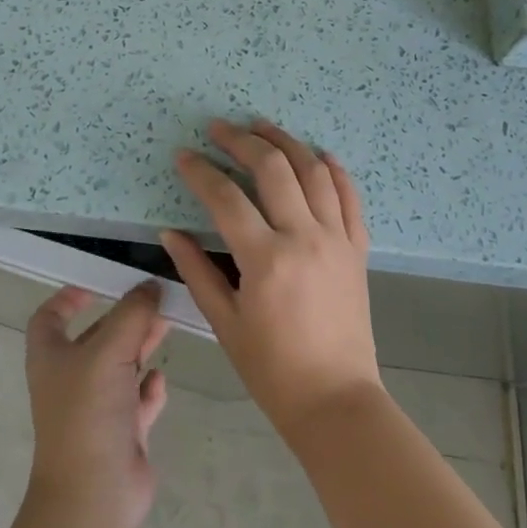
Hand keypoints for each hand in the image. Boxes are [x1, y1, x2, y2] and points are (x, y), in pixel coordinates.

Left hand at [24, 282, 170, 527]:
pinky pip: (136, 402)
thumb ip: (133, 314)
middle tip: (156, 301)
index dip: (69, 297)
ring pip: (120, 367)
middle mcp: (70, 379)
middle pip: (96, 337)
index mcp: (51, 357)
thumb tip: (151, 285)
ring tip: (167, 328)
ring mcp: (95, 409)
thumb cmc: (89, 413)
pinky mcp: (119, 434)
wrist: (94, 496)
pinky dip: (148, 389)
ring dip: (141, 347)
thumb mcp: (109, 351)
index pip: (51, 317)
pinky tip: (158, 381)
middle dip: (124, 319)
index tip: (99, 284)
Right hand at [161, 119, 382, 440]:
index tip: (183, 156)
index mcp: (266, 259)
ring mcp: (337, 240)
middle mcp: (304, 238)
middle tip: (220, 128)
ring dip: (287, 142)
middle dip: (243, 141)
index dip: (201, 172)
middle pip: (273, 169)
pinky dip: (335, 170)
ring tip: (262, 126)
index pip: (226, 197)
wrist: (336, 400)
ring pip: (314, 172)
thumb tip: (169, 233)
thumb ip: (196, 271)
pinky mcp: (357, 249)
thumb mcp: (224, 323)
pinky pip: (350, 197)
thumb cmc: (272, 369)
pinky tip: (319, 154)